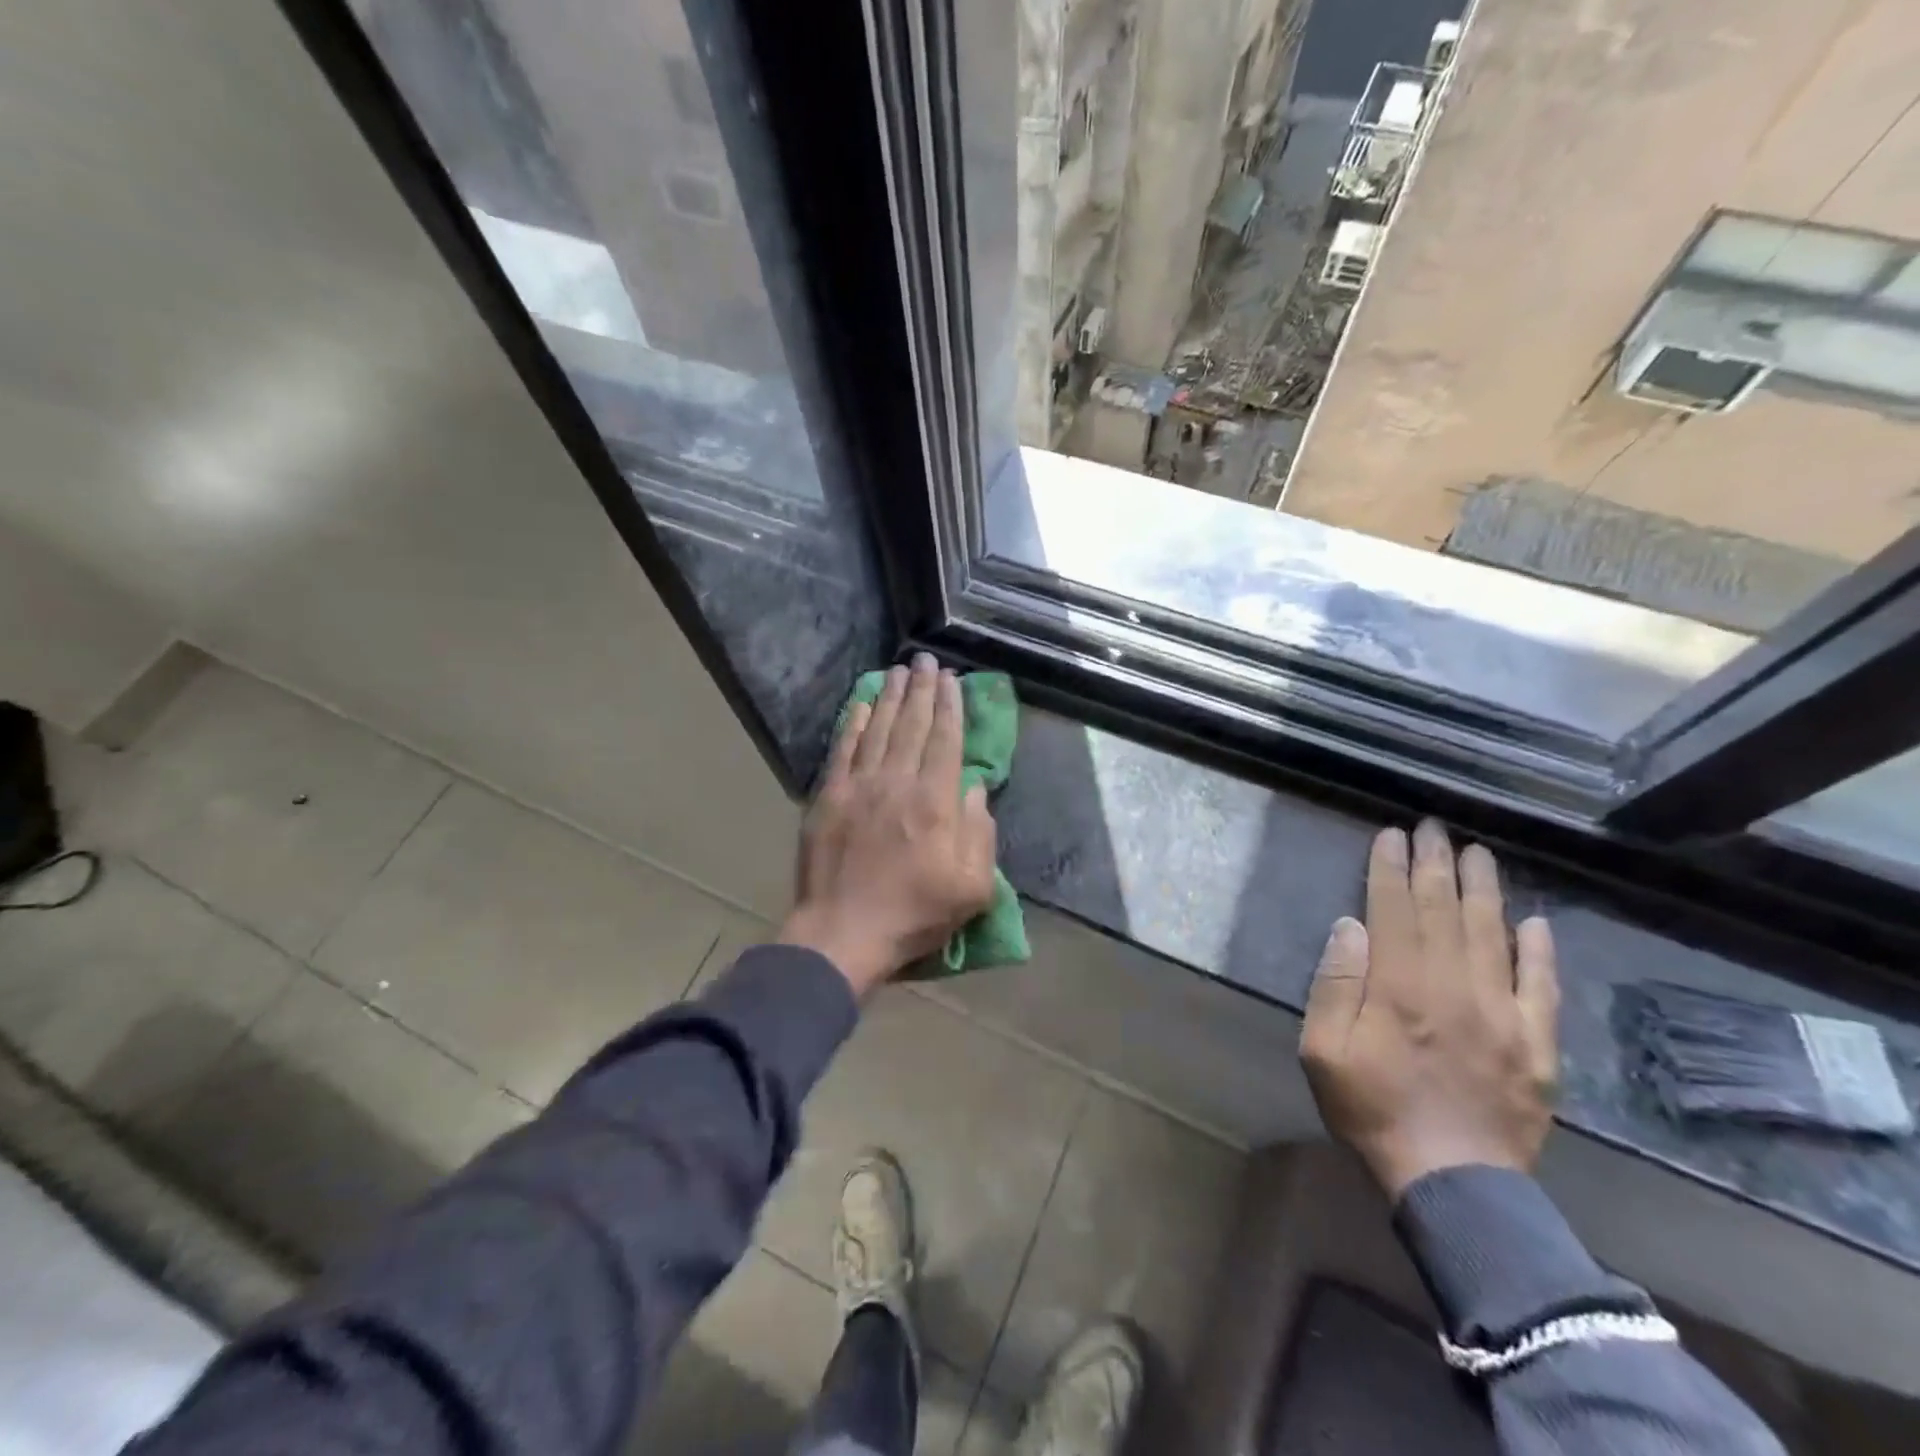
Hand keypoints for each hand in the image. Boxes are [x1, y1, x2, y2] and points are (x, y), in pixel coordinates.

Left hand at [779, 654, 996, 996]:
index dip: (950, 707)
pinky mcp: (829, 797)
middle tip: (926, 660)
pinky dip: (855, 723)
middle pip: (913, 725)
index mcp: (935, 802)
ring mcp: (859, 787)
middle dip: (923, 690)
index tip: (952, 679)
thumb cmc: (914, 914)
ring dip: (892, 697)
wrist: (843, 933)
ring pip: (879, 730)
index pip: (946, 741)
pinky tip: (863, 703)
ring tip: (900, 671)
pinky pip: (844, 749)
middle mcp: (898, 782)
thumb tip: (973, 788)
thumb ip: (980, 833)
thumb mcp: (972, 888)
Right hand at [1300, 820, 1559, 1199]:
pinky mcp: (1537, 1044)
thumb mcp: (1323, 1050)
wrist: (1452, 1181)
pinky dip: (1539, 950)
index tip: (1392, 834)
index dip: (1390, 868)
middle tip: (1434, 827)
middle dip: (1435, 864)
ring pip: (1493, 935)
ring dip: (1484, 890)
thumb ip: (1336, 984)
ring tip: (1478, 854)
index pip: (1393, 909)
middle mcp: (1453, 986)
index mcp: (1399, 986)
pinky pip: (1542, 986)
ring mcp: (1502, 1013)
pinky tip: (1535, 921)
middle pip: (1443, 911)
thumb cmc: (1372, 1109)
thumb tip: (1351, 925)